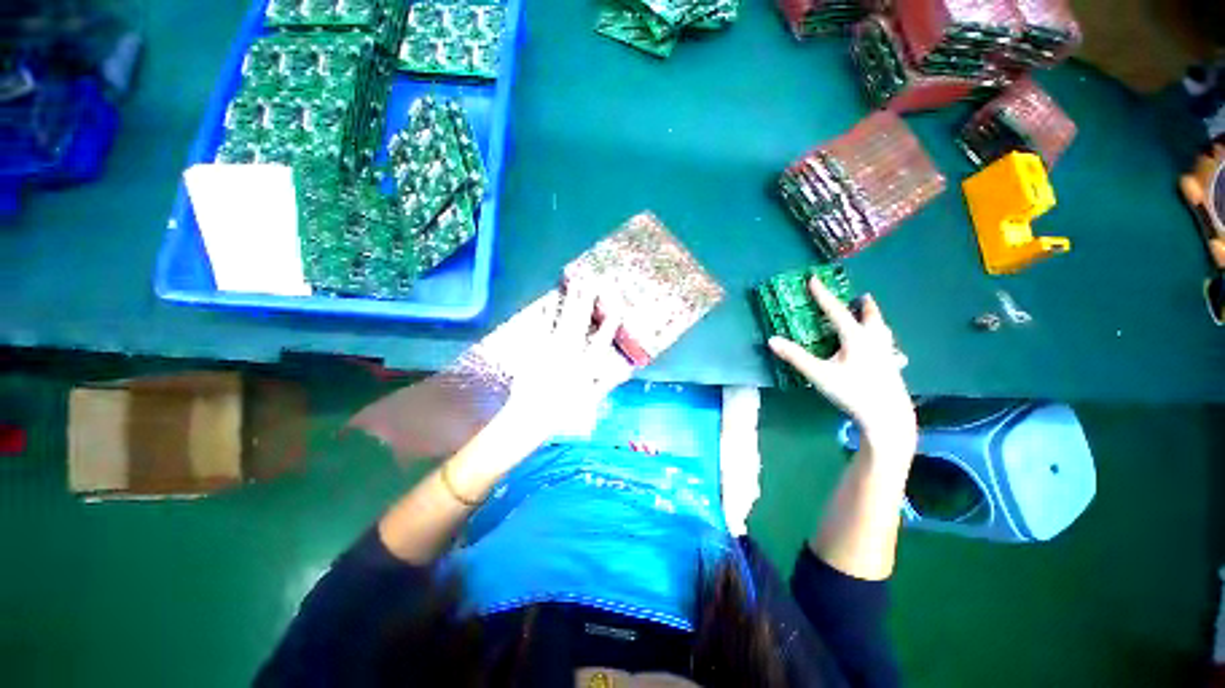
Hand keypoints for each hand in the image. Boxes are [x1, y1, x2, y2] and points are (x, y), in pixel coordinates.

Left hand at [500, 282, 631, 445]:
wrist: (529, 418)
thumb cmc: (563, 413)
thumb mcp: (590, 401)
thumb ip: (607, 383)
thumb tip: (625, 369)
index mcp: (585, 366)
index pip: (601, 341)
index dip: (610, 324)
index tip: (616, 307)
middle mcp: (570, 353)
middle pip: (580, 323)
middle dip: (587, 302)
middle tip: (592, 282)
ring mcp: (550, 349)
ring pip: (563, 320)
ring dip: (569, 301)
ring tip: (574, 284)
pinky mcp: (534, 349)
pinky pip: (541, 328)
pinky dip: (545, 314)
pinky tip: (548, 301)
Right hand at [768, 277, 915, 453]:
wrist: (887, 417)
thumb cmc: (852, 393)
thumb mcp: (819, 375)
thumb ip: (795, 357)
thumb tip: (772, 340)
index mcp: (856, 338)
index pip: (836, 311)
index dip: (823, 295)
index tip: (813, 279)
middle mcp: (874, 341)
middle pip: (870, 317)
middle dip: (864, 305)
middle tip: (862, 296)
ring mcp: (887, 354)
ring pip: (883, 331)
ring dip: (876, 320)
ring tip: (873, 315)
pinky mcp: (893, 368)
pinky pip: (890, 348)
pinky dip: (886, 342)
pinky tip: (891, 352)